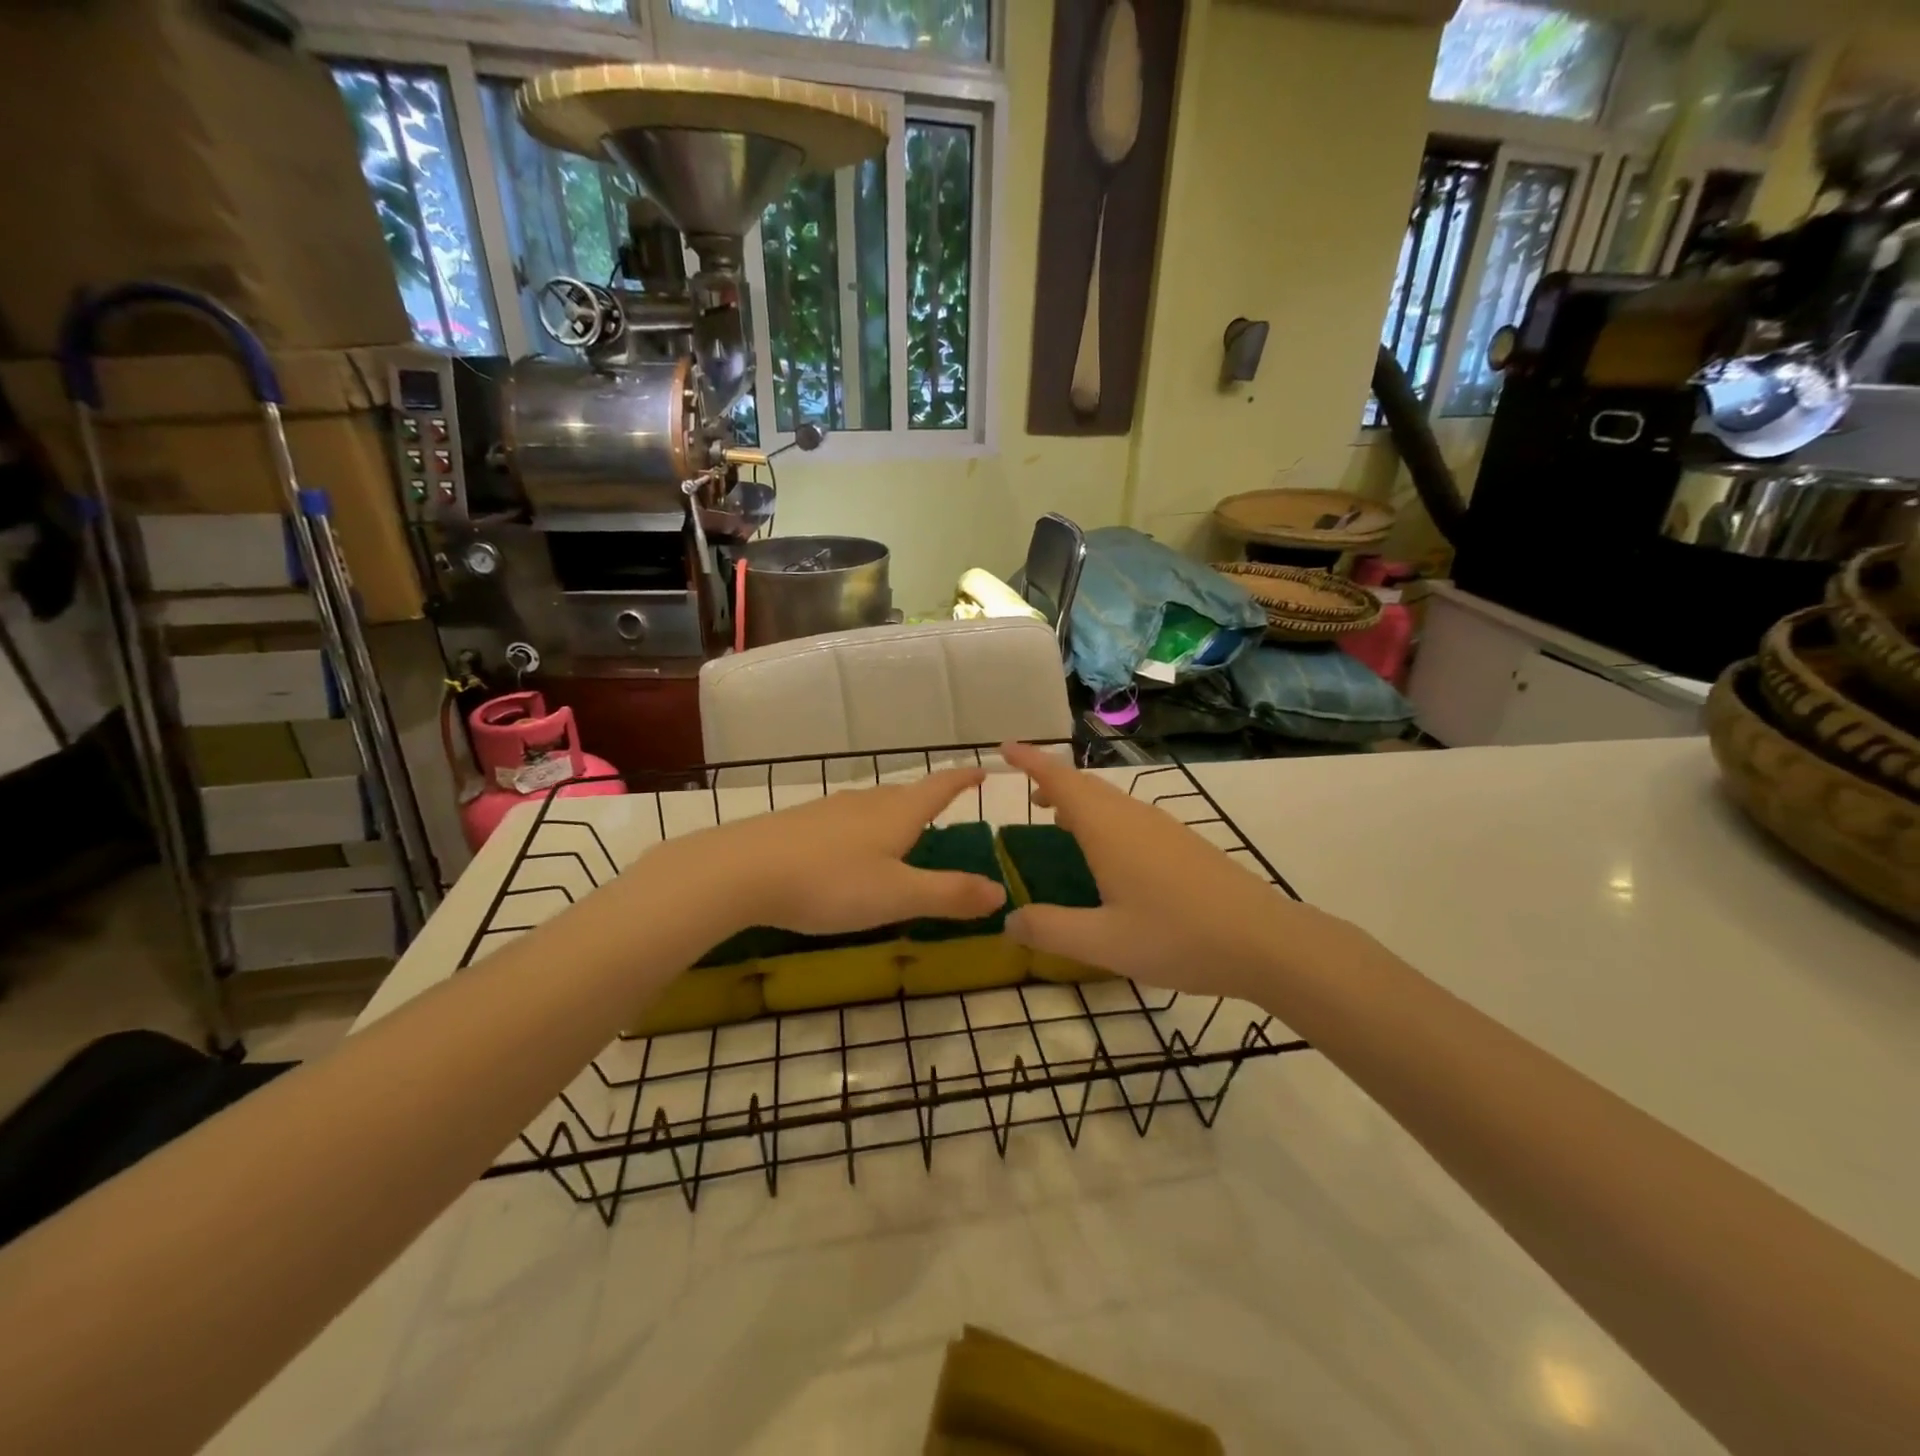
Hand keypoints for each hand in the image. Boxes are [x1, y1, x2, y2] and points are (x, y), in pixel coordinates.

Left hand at [682, 767, 1006, 936]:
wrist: (741, 871)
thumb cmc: (829, 882)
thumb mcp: (897, 896)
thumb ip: (949, 894)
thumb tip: (1001, 891)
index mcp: (897, 814)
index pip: (940, 787)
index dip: (963, 778)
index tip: (983, 769)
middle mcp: (865, 803)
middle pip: (905, 793)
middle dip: (928, 798)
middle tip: (943, 808)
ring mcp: (829, 810)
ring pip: (872, 805)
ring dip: (893, 812)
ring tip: (900, 829)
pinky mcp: (799, 824)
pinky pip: (844, 819)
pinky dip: (861, 828)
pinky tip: (847, 848)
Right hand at [999, 742, 1344, 1000]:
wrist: (1266, 941)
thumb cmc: (1178, 937)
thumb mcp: (1104, 941)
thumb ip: (1050, 929)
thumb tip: (1008, 921)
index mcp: (1108, 828)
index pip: (1060, 780)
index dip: (1031, 760)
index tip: (1004, 747)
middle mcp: (1133, 817)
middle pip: (1086, 785)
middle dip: (1052, 781)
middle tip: (1027, 792)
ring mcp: (1163, 828)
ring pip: (1110, 800)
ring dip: (1080, 801)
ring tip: (1059, 820)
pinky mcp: (1183, 844)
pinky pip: (1130, 816)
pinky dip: (1104, 819)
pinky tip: (1108, 853)